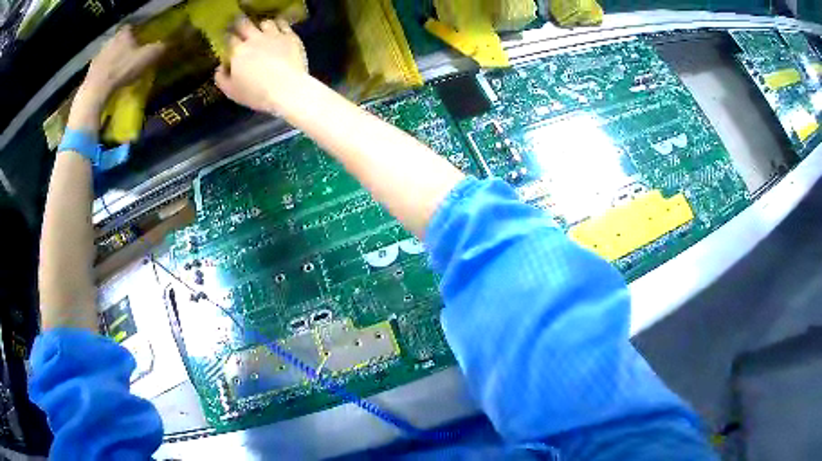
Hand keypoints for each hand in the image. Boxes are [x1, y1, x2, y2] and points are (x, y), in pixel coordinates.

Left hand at [69, 25, 163, 131]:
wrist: (96, 90)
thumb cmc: (122, 70)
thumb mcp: (146, 58)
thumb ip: (158, 48)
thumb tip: (167, 43)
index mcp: (123, 33)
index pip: (130, 26)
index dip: (135, 31)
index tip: (139, 38)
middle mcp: (110, 40)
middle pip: (118, 40)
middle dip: (123, 45)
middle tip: (129, 55)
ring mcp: (98, 56)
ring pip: (108, 54)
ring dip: (112, 59)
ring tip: (117, 70)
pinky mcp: (89, 72)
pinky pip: (99, 69)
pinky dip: (104, 73)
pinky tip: (107, 81)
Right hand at [215, 18, 307, 112]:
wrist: (287, 89)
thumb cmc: (256, 93)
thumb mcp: (231, 91)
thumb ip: (222, 78)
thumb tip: (220, 67)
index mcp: (238, 51)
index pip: (229, 38)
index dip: (226, 36)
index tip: (226, 36)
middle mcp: (254, 39)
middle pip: (244, 24)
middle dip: (239, 22)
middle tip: (238, 23)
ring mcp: (274, 35)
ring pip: (265, 22)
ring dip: (261, 25)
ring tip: (261, 29)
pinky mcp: (290, 37)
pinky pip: (283, 24)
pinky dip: (279, 24)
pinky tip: (278, 28)